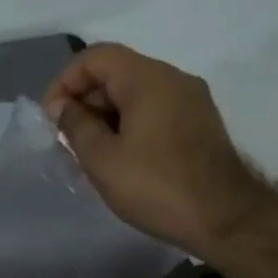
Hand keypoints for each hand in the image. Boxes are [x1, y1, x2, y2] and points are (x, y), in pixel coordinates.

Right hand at [43, 43, 273, 259]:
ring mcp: (191, 100)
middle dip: (84, 100)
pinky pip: (154, 110)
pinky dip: (129, 124)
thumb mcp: (102, 158)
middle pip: (116, 72)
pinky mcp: (199, 123)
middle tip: (66, 138)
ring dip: (105, 115)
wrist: (226, 219)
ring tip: (87, 152)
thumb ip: (76, 125)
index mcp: (148, 79)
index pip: (95, 57)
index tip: (51, 117)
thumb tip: (63, 106)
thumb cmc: (156, 186)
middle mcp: (173, 79)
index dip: (64, 82)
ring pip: (135, 93)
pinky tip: (118, 157)